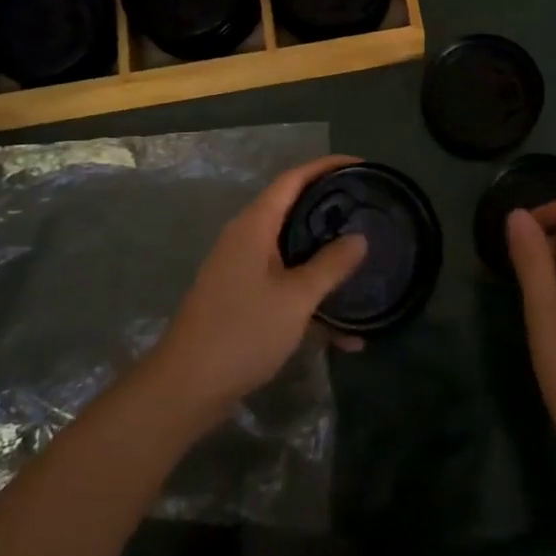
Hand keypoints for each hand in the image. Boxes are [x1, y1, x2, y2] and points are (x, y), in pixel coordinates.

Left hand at [149, 155, 368, 425]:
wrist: (186, 388)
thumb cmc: (242, 331)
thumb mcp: (296, 298)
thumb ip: (330, 265)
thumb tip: (359, 238)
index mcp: (255, 225)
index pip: (294, 178)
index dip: (327, 166)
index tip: (363, 166)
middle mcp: (247, 239)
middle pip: (294, 210)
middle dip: (331, 209)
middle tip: (368, 211)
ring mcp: (243, 270)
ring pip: (293, 251)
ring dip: (325, 259)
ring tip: (365, 263)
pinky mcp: (243, 299)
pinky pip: (285, 285)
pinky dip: (311, 299)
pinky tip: (345, 334)